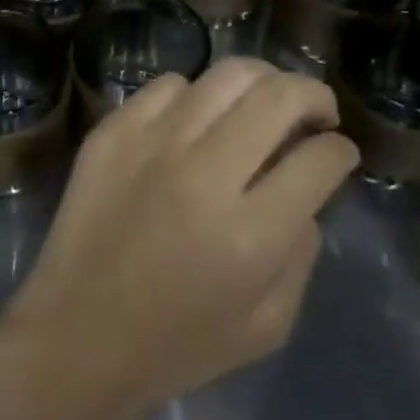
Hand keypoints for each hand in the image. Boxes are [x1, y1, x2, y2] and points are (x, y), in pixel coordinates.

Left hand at [0, 60, 357, 419]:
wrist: (78, 335)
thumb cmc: (178, 344)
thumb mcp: (267, 325)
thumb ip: (301, 254)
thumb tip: (306, 193)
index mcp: (250, 234)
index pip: (318, 160)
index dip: (341, 150)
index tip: (339, 150)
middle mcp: (204, 174)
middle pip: (277, 97)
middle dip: (313, 94)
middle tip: (318, 109)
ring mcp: (153, 143)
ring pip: (225, 75)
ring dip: (261, 81)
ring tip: (265, 98)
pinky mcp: (114, 131)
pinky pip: (169, 85)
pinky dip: (196, 95)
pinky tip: (198, 118)